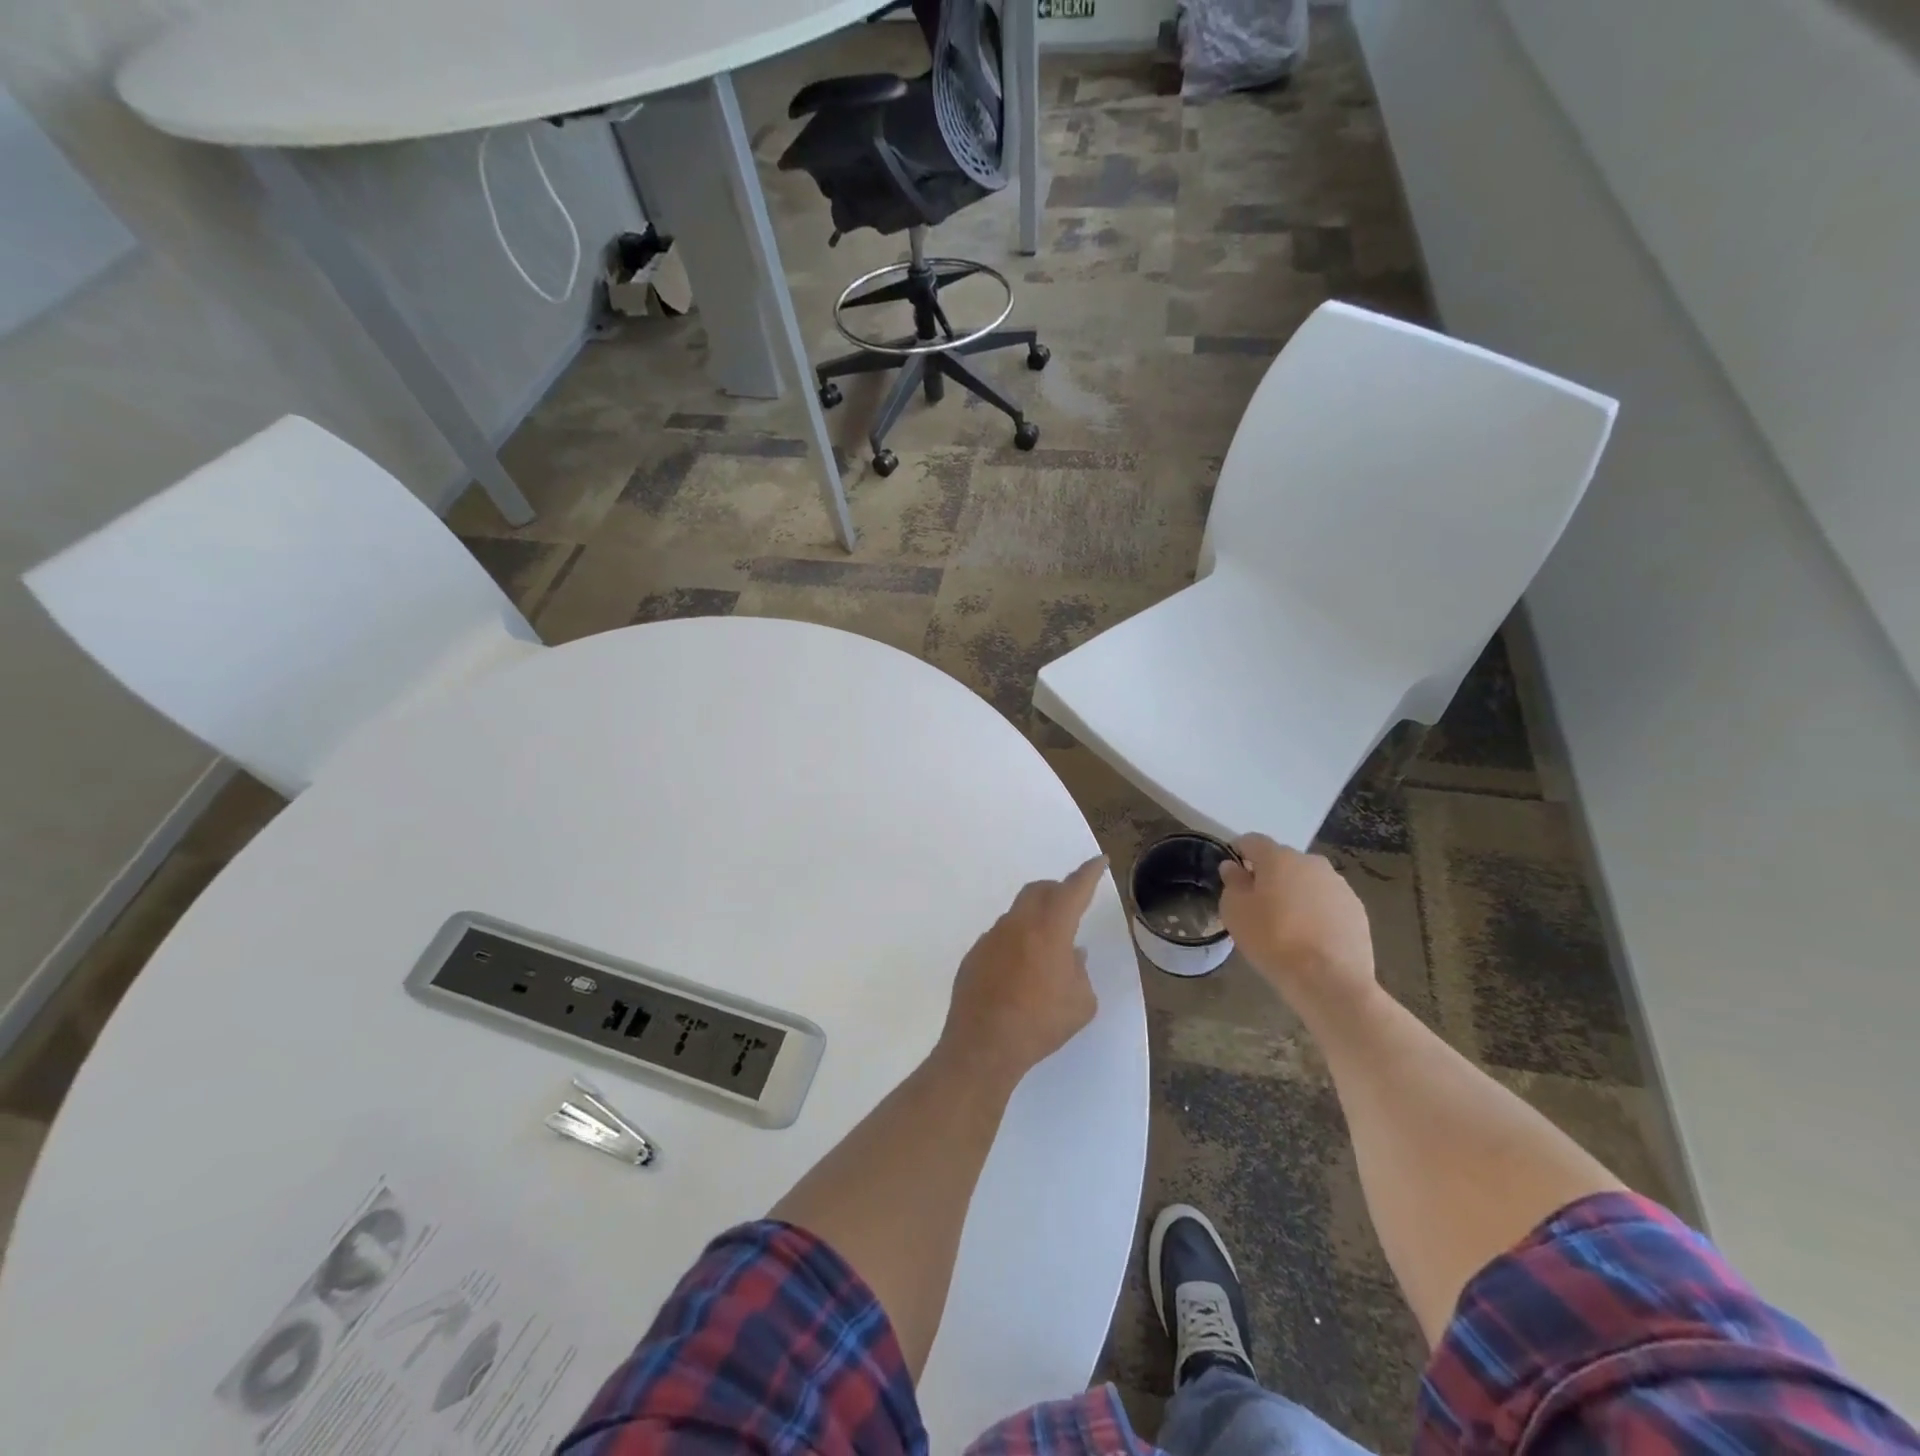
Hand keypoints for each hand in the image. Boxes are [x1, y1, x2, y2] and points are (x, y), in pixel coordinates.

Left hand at [938, 856, 1106, 1091]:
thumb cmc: (1040, 1024)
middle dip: (1058, 890)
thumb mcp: (1081, 1003)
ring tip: (1046, 950)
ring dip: (1035, 919)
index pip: (1073, 890)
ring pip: (1018, 913)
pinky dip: (1016, 942)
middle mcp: (1018, 924)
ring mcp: (991, 938)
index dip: (1088, 873)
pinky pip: (1001, 937)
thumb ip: (1080, 971)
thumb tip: (1072, 955)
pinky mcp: (974, 955)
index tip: (1098, 861)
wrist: (983, 1046)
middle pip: (1039, 890)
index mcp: (1050, 930)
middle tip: (1071, 904)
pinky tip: (1019, 971)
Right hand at [1220, 835, 1375, 1015]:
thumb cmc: (1272, 939)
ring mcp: (1339, 885)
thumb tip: (1233, 867)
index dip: (1239, 851)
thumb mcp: (1235, 911)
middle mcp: (1311, 862)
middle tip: (1259, 902)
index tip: (1232, 871)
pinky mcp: (1357, 909)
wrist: (1328, 979)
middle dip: (1270, 875)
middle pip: (1283, 860)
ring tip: (1288, 922)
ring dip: (1296, 892)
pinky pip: (1328, 901)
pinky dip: (1317, 910)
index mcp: (1279, 858)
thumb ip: (1232, 883)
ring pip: (1308, 881)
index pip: (1253, 841)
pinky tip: (1311, 936)